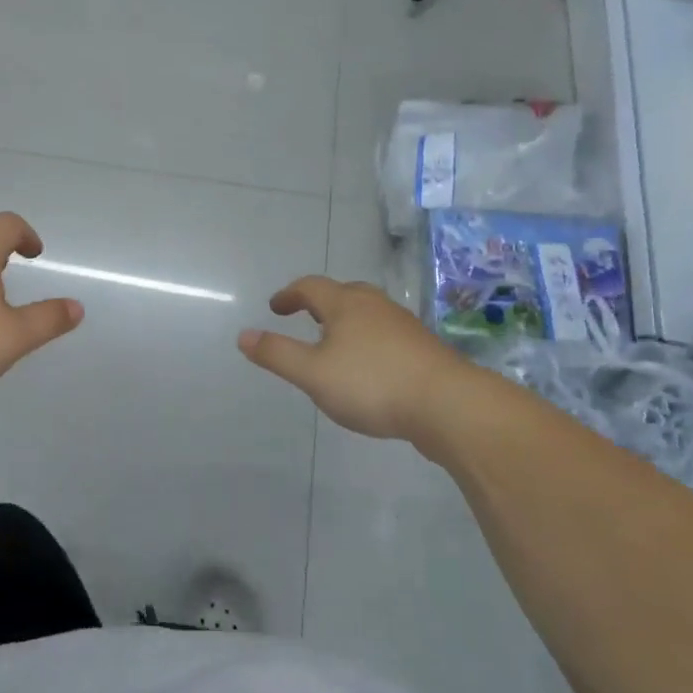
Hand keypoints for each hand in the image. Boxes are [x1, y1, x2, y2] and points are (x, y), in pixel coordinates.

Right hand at [238, 277, 457, 441]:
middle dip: (321, 303)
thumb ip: (277, 354)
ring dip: (347, 321)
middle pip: (343, 293)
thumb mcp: (313, 373)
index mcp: (345, 304)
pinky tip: (371, 367)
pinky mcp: (423, 348)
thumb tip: (243, 335)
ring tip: (336, 344)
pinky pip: (387, 333)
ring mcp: (403, 325)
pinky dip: (370, 340)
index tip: (276, 308)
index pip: (310, 287)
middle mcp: (375, 305)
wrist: (449, 405)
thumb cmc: (372, 383)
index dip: (289, 295)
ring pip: (368, 312)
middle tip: (306, 318)